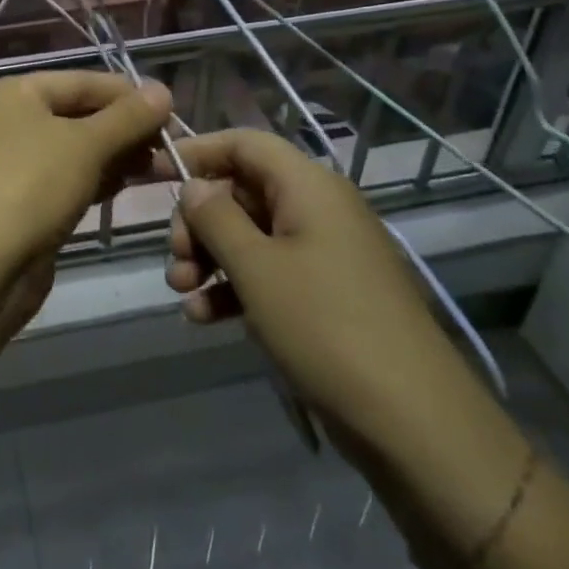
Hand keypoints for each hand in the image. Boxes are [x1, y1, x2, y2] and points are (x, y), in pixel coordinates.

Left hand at [0, 71, 172, 267]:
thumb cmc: (32, 185)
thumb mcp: (86, 144)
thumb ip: (127, 117)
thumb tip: (163, 90)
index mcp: (14, 93)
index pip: (81, 81)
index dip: (127, 93)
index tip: (172, 109)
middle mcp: (9, 121)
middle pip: (78, 114)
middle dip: (125, 128)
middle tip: (171, 144)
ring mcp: (14, 163)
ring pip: (76, 149)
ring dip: (117, 155)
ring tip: (163, 165)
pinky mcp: (23, 201)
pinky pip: (68, 178)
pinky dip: (98, 178)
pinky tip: (131, 185)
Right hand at [155, 130, 487, 463]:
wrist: (415, 425)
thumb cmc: (326, 328)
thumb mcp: (256, 268)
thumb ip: (215, 218)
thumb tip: (194, 187)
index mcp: (309, 187)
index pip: (244, 143)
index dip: (197, 152)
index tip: (153, 174)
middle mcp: (318, 210)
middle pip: (242, 191)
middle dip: (198, 222)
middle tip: (174, 258)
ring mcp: (324, 255)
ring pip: (250, 236)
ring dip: (209, 258)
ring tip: (182, 293)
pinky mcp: (326, 296)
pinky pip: (269, 274)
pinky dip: (234, 288)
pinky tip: (205, 318)